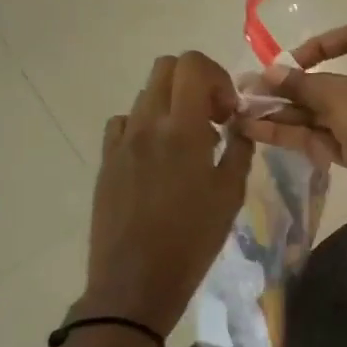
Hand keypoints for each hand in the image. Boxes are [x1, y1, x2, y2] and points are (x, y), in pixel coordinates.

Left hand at [79, 51, 253, 338]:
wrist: (136, 280)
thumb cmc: (193, 240)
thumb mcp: (230, 195)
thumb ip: (238, 150)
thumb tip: (239, 126)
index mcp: (182, 130)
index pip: (192, 65)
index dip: (217, 76)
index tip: (230, 111)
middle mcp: (147, 125)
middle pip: (165, 69)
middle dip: (196, 82)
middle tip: (215, 117)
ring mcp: (121, 142)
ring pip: (146, 95)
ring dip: (174, 105)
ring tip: (192, 144)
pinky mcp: (107, 161)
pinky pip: (127, 124)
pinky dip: (148, 126)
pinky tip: (161, 159)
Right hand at [240, 24, 346, 238]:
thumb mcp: (340, 97)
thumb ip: (302, 84)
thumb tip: (269, 73)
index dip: (323, 43)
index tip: (294, 59)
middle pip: (328, 80)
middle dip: (288, 86)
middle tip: (248, 91)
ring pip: (320, 112)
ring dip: (283, 112)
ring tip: (239, 113)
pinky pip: (320, 136)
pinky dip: (292, 134)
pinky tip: (255, 132)